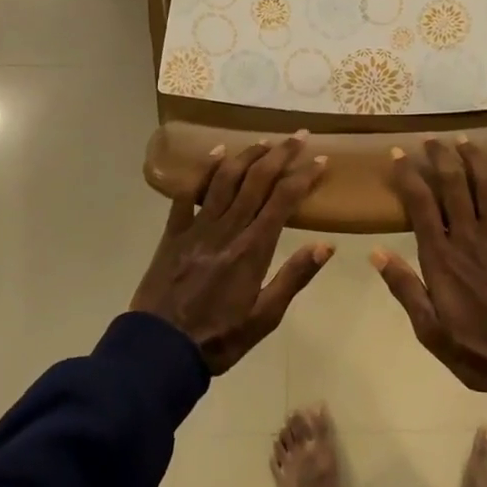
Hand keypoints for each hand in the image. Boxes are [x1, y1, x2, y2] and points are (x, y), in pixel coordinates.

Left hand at [131, 135, 333, 373]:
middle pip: (257, 179)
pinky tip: (217, 152)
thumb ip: (294, 277)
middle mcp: (228, 228)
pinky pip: (188, 192)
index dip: (304, 176)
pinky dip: (204, 169)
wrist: (159, 350)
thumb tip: (326, 245)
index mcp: (253, 248)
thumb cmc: (218, 338)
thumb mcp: (264, 318)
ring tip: (266, 140)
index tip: (321, 160)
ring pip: (226, 178)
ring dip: (248, 154)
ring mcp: (198, 226)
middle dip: (281, 153)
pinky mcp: (174, 231)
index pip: (284, 200)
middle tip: (299, 135)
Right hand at [372, 138, 486, 413]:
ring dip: (475, 159)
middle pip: (454, 184)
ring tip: (465, 140)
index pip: (420, 204)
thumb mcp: (429, 329)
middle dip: (441, 156)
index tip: (397, 154)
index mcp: (442, 257)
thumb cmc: (476, 351)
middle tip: (431, 139)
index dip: (408, 174)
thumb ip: (405, 288)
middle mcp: (469, 237)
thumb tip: (376, 252)